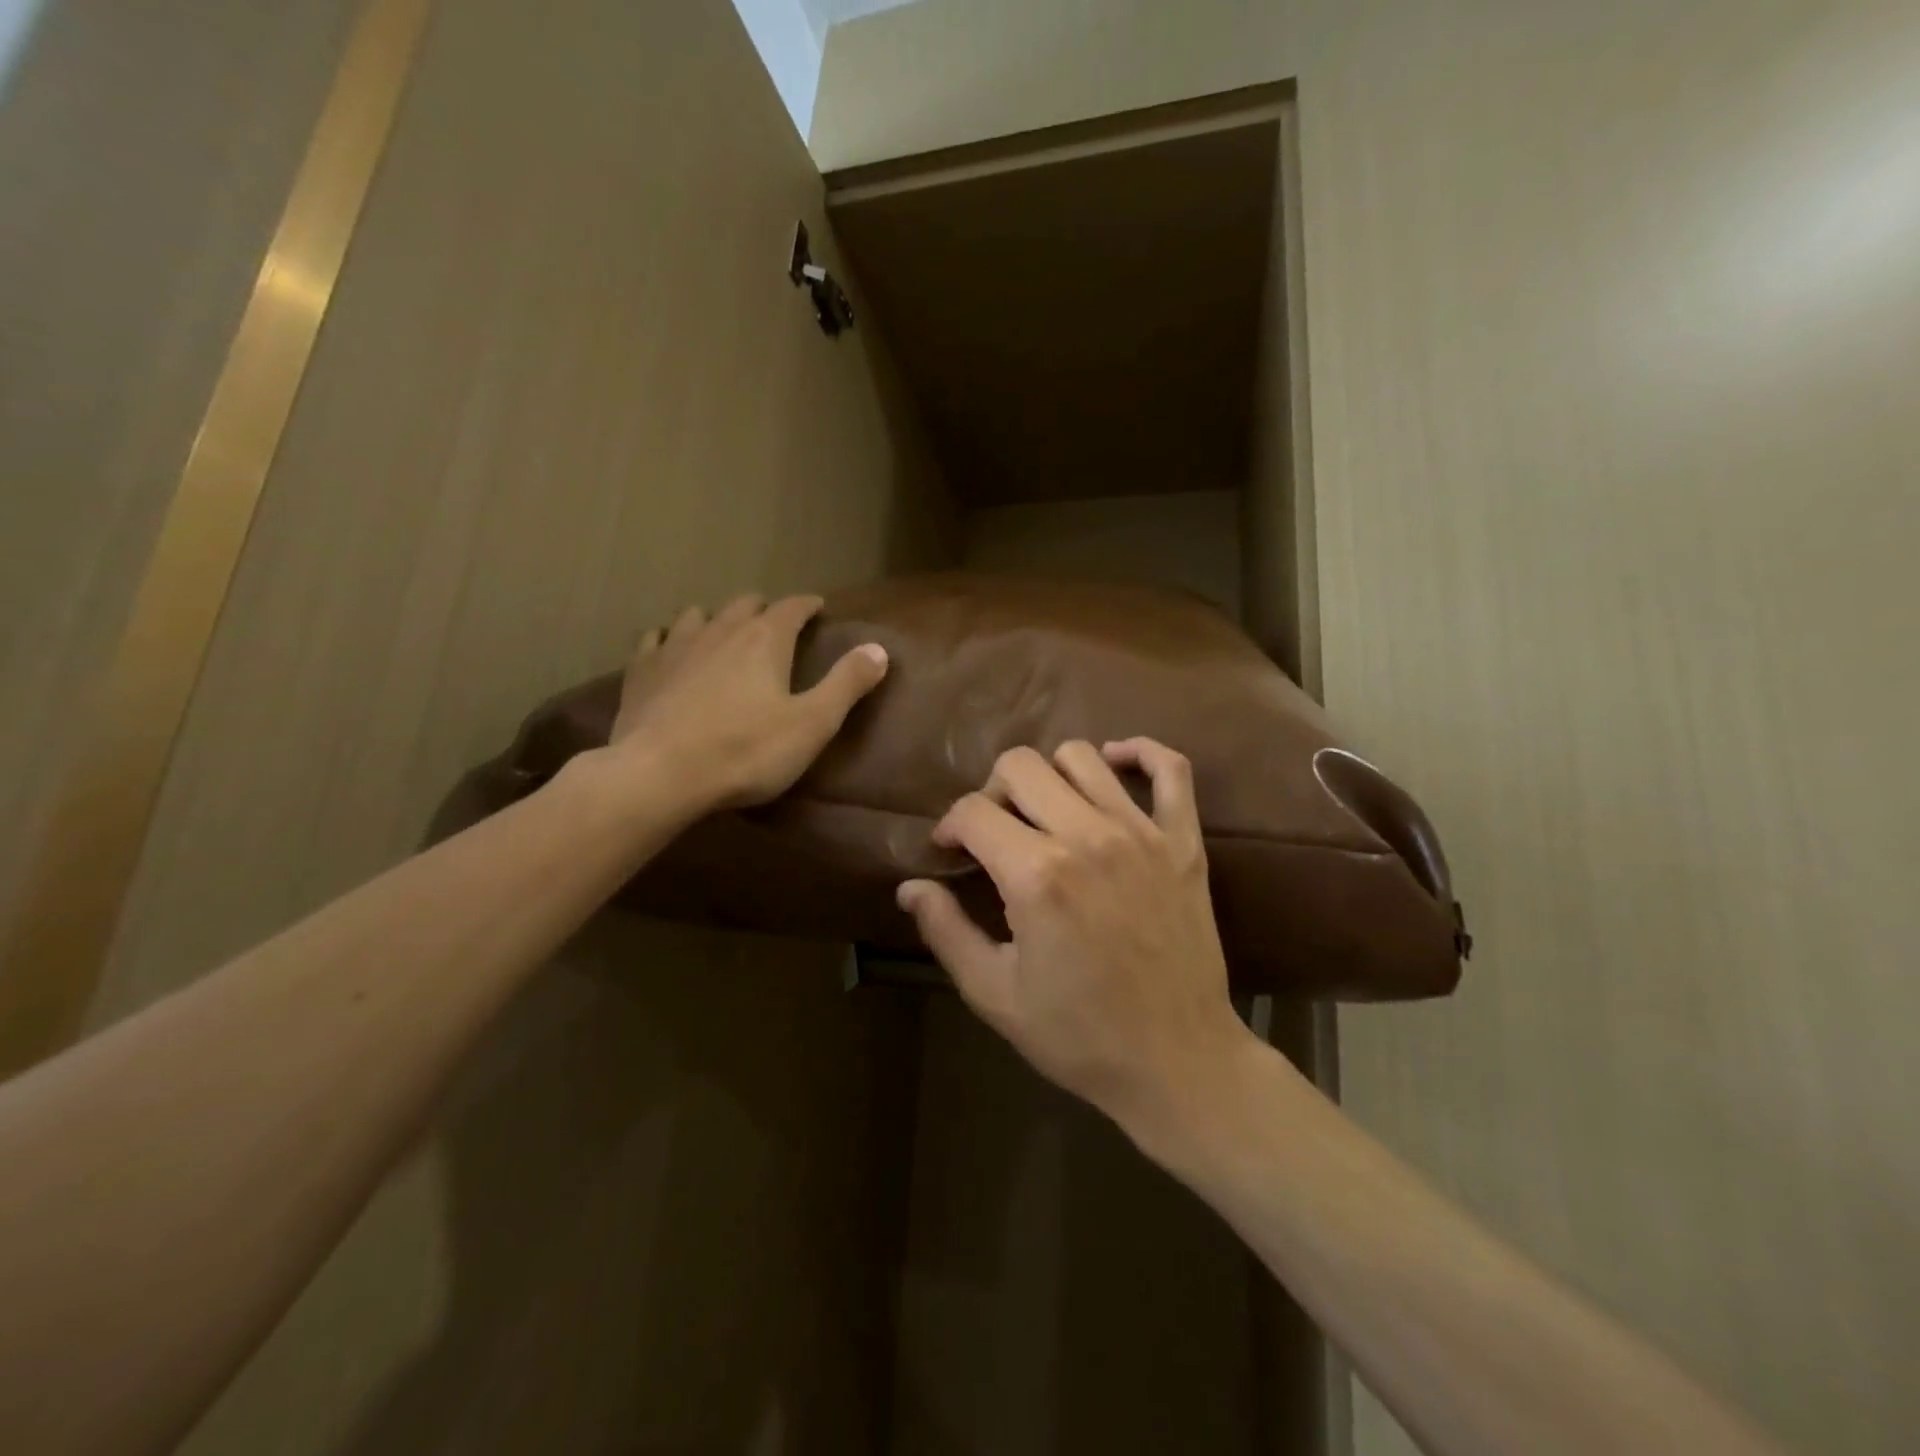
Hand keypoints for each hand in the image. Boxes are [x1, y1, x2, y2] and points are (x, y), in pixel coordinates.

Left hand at [608, 593, 887, 813]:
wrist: (660, 774)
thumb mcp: (812, 723)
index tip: (818, 607)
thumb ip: (847, 684)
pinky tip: (670, 648)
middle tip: (776, 623)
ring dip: (718, 618)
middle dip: (765, 609)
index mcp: (765, 640)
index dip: (807, 605)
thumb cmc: (746, 751)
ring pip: (699, 614)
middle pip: (745, 604)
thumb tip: (879, 649)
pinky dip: (670, 637)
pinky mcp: (642, 670)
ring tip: (725, 633)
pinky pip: (656, 638)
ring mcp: (675, 646)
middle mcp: (720, 630)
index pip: (792, 607)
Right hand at [896, 738, 1256, 1145]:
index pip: (973, 811)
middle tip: (994, 832)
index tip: (949, 851)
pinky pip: (1169, 768)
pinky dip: (1139, 754)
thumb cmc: (1079, 1035)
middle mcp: (1088, 837)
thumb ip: (945, 932)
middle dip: (992, 792)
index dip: (949, 826)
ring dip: (1049, 775)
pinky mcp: (1184, 841)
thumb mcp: (994, 994)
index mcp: (1037, 876)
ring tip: (1044, 811)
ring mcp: (1142, 833)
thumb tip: (910, 887)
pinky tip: (1113, 767)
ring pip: (1081, 756)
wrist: (1177, 1061)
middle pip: (1021, 766)